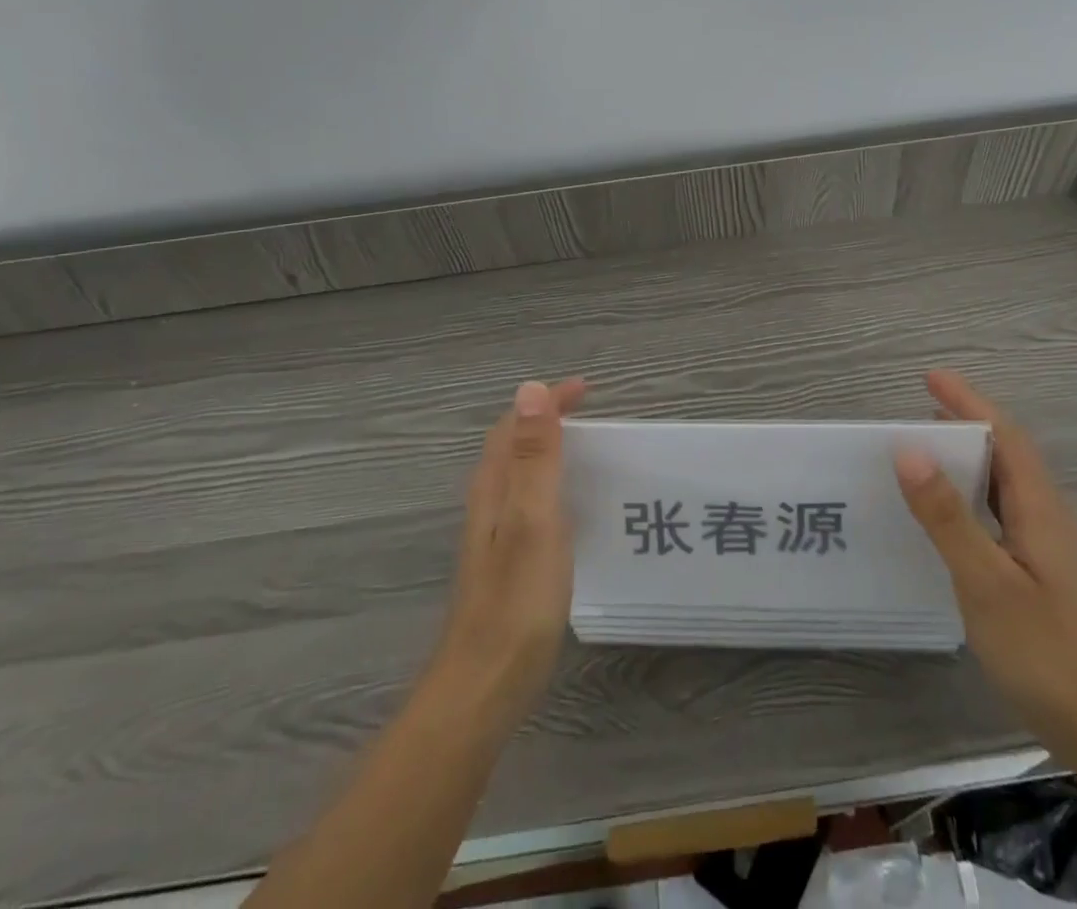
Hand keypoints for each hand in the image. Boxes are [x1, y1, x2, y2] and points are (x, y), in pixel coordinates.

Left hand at [431, 377, 587, 725]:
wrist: (484, 688)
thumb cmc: (516, 601)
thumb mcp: (532, 520)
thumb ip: (532, 457)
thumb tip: (530, 389)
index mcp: (493, 489)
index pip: (515, 425)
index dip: (547, 402)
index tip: (585, 390)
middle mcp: (489, 505)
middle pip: (513, 447)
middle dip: (548, 421)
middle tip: (592, 416)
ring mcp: (495, 538)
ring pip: (521, 477)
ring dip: (550, 453)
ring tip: (591, 453)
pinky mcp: (507, 565)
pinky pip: (530, 505)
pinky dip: (553, 487)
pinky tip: (576, 510)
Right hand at [894, 370, 1076, 750]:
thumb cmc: (1042, 650)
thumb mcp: (984, 580)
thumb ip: (947, 515)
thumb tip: (909, 450)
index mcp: (1039, 508)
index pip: (1005, 436)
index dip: (969, 402)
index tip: (931, 377)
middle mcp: (1047, 517)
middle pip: (1008, 453)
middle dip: (967, 422)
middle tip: (919, 410)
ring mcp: (1047, 546)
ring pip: (1006, 482)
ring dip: (969, 456)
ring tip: (926, 451)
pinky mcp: (1040, 571)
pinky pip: (1002, 509)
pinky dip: (972, 491)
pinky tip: (950, 513)